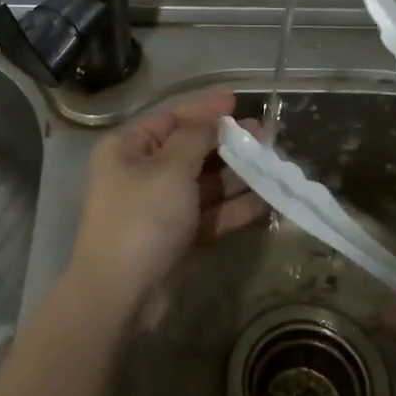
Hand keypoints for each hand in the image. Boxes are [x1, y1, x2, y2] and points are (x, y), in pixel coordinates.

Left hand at [67, 90, 264, 318]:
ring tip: (273, 164)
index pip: (171, 119)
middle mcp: (142, 174)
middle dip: (228, 143)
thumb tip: (213, 119)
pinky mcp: (176, 238)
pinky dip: (234, 207)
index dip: (205, 109)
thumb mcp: (170, 168)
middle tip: (266, 135)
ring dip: (237, 175)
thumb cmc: (142, 218)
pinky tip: (266, 199)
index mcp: (128, 149)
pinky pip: (209, 213)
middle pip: (191, 150)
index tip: (237, 101)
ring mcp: (160, 208)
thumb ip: (196, 138)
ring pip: (204, 183)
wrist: (121, 295)